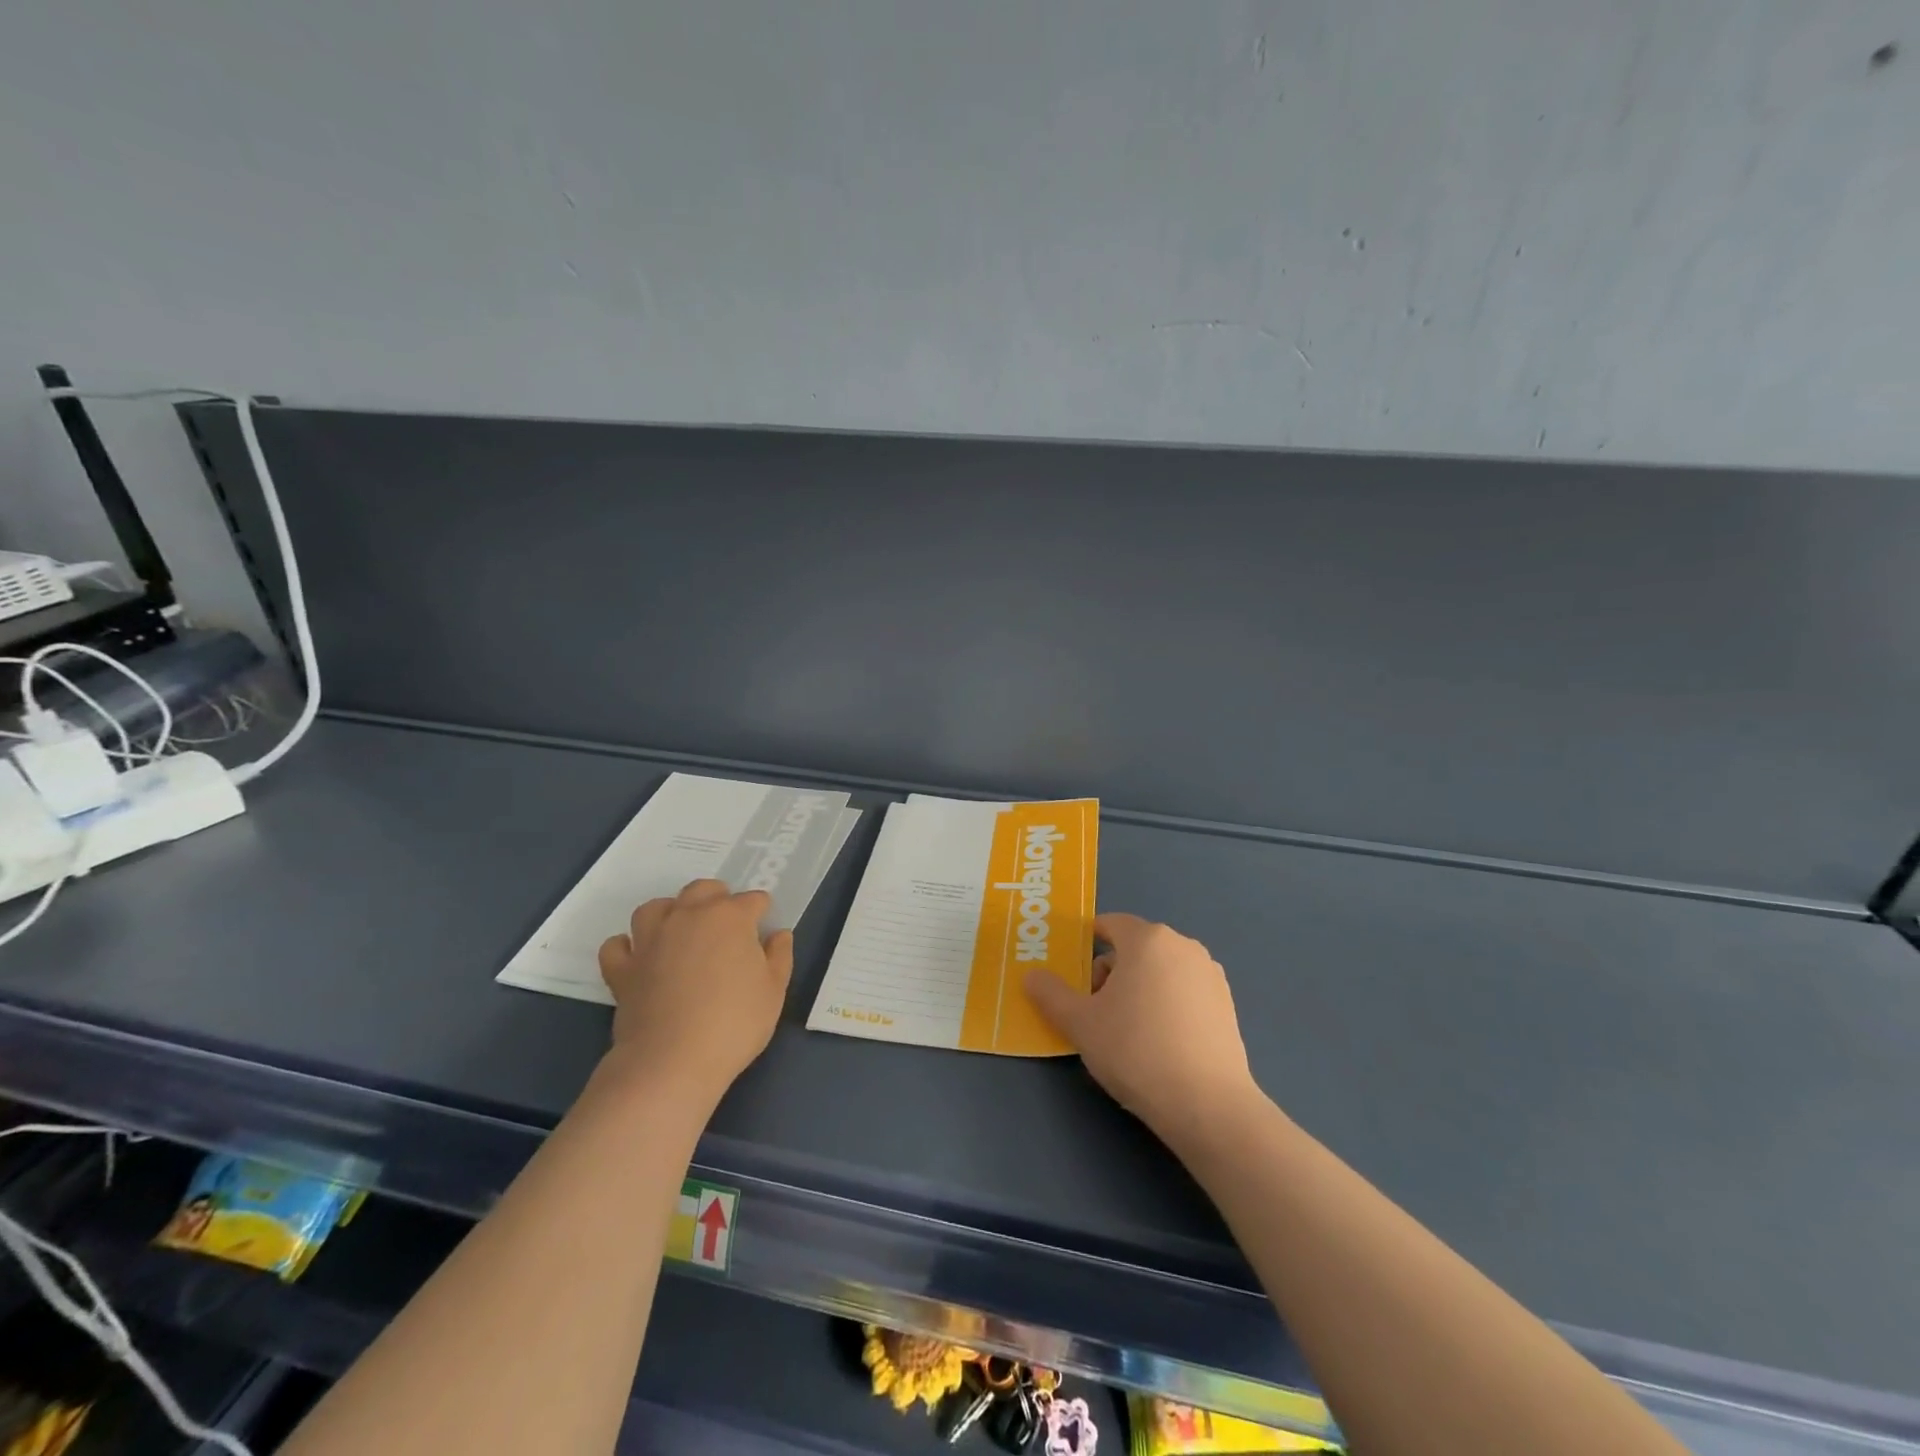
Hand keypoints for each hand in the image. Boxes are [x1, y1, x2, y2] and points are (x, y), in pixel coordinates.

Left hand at [598, 878, 793, 1109]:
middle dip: (717, 898)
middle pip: (702, 890)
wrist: (672, 1062)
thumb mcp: (774, 991)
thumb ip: (779, 956)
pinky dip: (627, 946)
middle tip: (727, 925)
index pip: (752, 900)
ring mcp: (650, 940)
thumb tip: (778, 935)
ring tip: (681, 931)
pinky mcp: (623, 968)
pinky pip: (617, 945)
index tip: (763, 930)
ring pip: (655, 907)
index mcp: (730, 917)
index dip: (761, 912)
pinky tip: (639, 957)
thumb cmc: (734, 1023)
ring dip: (670, 912)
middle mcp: (688, 917)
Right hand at [1026, 912, 1258, 1146]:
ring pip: (1160, 970)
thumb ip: (1051, 994)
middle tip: (1095, 1011)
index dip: (1087, 943)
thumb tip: (1032, 976)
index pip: (1110, 924)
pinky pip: (1184, 991)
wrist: (1207, 1104)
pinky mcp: (1228, 1004)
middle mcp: (1183, 946)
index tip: (1074, 975)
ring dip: (1139, 988)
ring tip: (1126, 1031)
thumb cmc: (1136, 1051)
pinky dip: (1167, 1004)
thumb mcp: (1080, 1023)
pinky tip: (1160, 1043)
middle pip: (1135, 948)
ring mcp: (1210, 974)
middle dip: (1111, 971)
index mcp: (1147, 939)